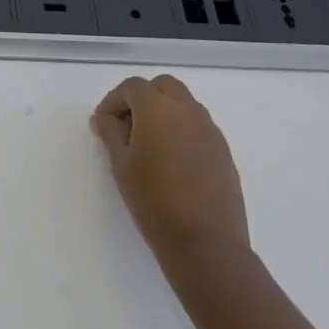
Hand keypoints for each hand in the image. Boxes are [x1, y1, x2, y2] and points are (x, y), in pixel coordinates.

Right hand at [92, 75, 249, 258]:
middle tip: (128, 128)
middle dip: (142, 99)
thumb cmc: (154, 201)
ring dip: (164, 113)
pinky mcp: (223, 151)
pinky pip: (198, 127)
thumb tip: (106, 118)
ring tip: (149, 147)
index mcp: (158, 109)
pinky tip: (172, 163)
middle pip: (162, 86)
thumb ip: (111, 133)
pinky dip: (182, 131)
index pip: (132, 86)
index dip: (114, 101)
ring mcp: (210, 130)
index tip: (104, 125)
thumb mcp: (121, 165)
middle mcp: (187, 110)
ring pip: (183, 104)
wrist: (205, 242)